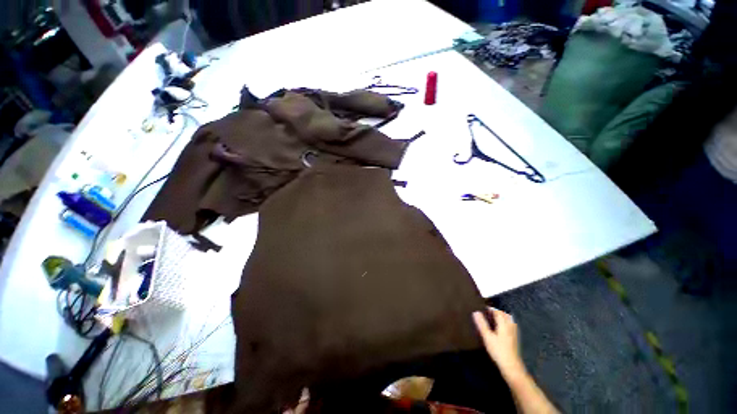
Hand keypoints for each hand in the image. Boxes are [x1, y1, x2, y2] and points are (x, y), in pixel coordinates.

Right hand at [472, 307, 525, 379]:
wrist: (511, 366)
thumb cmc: (498, 350)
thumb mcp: (487, 337)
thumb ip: (482, 324)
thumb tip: (476, 312)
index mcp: (503, 324)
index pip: (498, 312)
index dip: (490, 308)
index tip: (483, 307)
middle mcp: (510, 326)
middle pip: (504, 315)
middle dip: (497, 311)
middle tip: (488, 312)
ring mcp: (513, 333)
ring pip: (509, 320)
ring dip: (502, 316)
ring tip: (494, 318)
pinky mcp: (514, 338)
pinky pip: (510, 325)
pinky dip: (505, 322)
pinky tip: (501, 328)